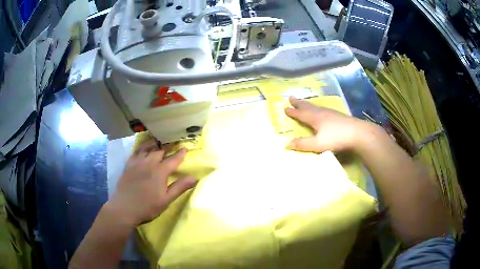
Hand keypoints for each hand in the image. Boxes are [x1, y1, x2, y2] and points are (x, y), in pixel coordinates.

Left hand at [108, 138, 196, 225]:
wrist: (125, 208)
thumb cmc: (148, 206)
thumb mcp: (166, 200)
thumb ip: (179, 187)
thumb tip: (194, 178)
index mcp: (160, 172)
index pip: (173, 160)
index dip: (180, 154)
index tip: (185, 148)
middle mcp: (149, 163)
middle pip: (160, 151)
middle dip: (168, 146)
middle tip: (173, 143)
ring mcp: (137, 162)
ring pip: (147, 148)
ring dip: (155, 143)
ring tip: (159, 140)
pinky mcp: (129, 164)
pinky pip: (136, 151)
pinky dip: (142, 146)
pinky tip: (143, 147)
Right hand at [285, 97, 371, 152]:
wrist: (358, 133)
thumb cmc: (337, 138)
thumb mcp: (318, 144)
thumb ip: (303, 144)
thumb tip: (287, 144)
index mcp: (315, 118)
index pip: (301, 114)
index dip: (293, 112)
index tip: (285, 108)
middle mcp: (322, 113)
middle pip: (308, 106)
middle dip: (299, 103)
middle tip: (291, 97)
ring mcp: (331, 113)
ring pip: (316, 107)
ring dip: (308, 104)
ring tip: (304, 103)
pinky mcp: (338, 116)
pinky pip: (323, 109)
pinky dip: (317, 108)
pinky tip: (322, 111)